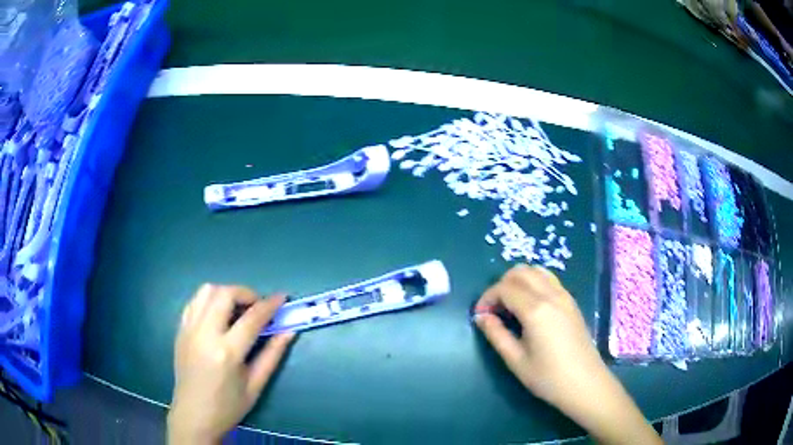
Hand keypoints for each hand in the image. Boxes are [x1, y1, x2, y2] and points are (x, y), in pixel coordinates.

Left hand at [168, 285, 294, 444]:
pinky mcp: (180, 330)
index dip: (270, 305)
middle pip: (225, 294)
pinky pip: (194, 301)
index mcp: (227, 352)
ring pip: (206, 291)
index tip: (282, 298)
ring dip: (226, 293)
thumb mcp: (256, 385)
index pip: (252, 318)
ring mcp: (189, 329)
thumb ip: (272, 355)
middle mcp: (205, 334)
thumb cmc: (228, 407)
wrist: (194, 415)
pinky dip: (210, 300)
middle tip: (258, 307)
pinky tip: (219, 315)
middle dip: (246, 293)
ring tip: (237, 309)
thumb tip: (289, 331)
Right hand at [473, 265, 605, 406]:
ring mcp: (564, 296)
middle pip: (520, 272)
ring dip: (518, 281)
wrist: (585, 383)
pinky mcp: (572, 302)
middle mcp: (551, 295)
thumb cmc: (549, 377)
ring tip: (511, 305)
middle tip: (494, 310)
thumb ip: (496, 334)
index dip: (487, 298)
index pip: (505, 288)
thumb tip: (481, 317)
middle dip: (501, 285)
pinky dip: (534, 283)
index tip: (480, 315)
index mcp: (536, 309)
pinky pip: (549, 280)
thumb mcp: (516, 360)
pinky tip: (530, 307)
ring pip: (537, 271)